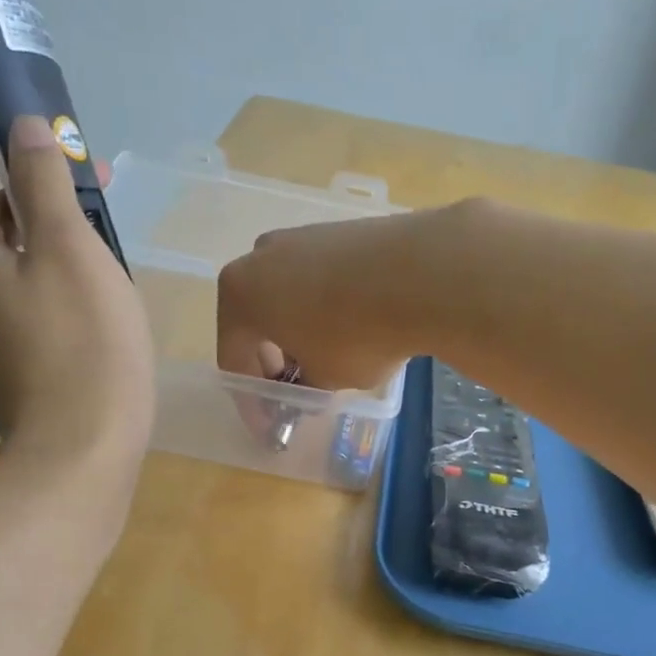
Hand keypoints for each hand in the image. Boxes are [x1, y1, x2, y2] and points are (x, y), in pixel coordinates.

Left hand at [0, 119, 153, 476]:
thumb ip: (45, 184)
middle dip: (27, 191)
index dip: (4, 139)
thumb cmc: (86, 343)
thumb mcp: (71, 250)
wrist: (82, 449)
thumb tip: (23, 126)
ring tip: (58, 234)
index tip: (47, 129)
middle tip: (84, 189)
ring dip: (16, 239)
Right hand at [215, 205, 450, 391]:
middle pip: (257, 321)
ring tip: (328, 358)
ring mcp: (300, 237)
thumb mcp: (325, 378)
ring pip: (288, 296)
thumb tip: (310, 382)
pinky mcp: (339, 230)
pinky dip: (326, 305)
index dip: (252, 399)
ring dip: (298, 330)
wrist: (420, 273)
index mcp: (239, 294)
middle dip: (273, 361)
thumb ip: (306, 385)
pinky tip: (353, 324)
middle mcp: (260, 257)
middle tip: (298, 389)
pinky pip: (320, 278)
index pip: (234, 359)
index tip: (272, 424)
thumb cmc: (355, 334)